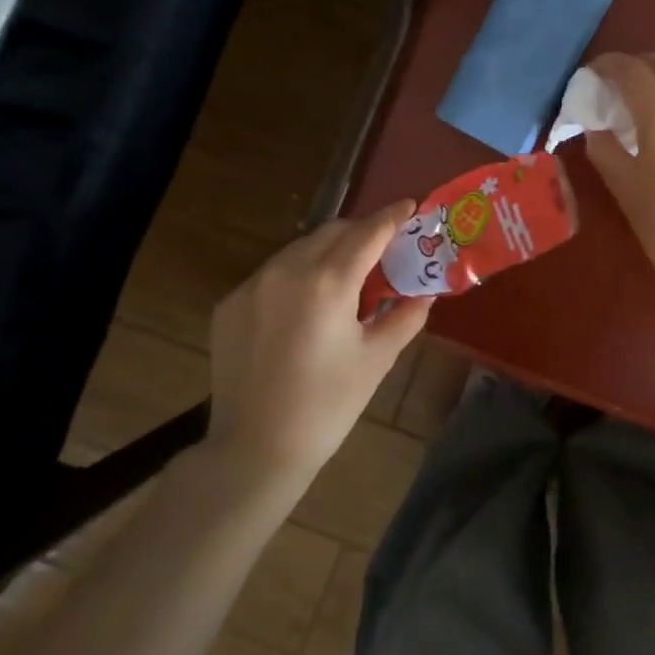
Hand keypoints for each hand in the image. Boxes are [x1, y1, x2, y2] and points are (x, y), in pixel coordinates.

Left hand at [205, 201, 431, 487]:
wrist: (255, 449)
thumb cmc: (328, 406)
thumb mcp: (376, 360)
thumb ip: (405, 318)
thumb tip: (425, 295)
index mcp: (327, 282)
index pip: (367, 233)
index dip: (391, 217)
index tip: (410, 206)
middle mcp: (286, 271)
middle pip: (332, 232)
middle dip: (361, 232)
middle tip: (385, 246)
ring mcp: (252, 286)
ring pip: (299, 250)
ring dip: (328, 251)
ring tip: (348, 275)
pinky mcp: (230, 304)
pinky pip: (272, 274)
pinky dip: (297, 275)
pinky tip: (308, 305)